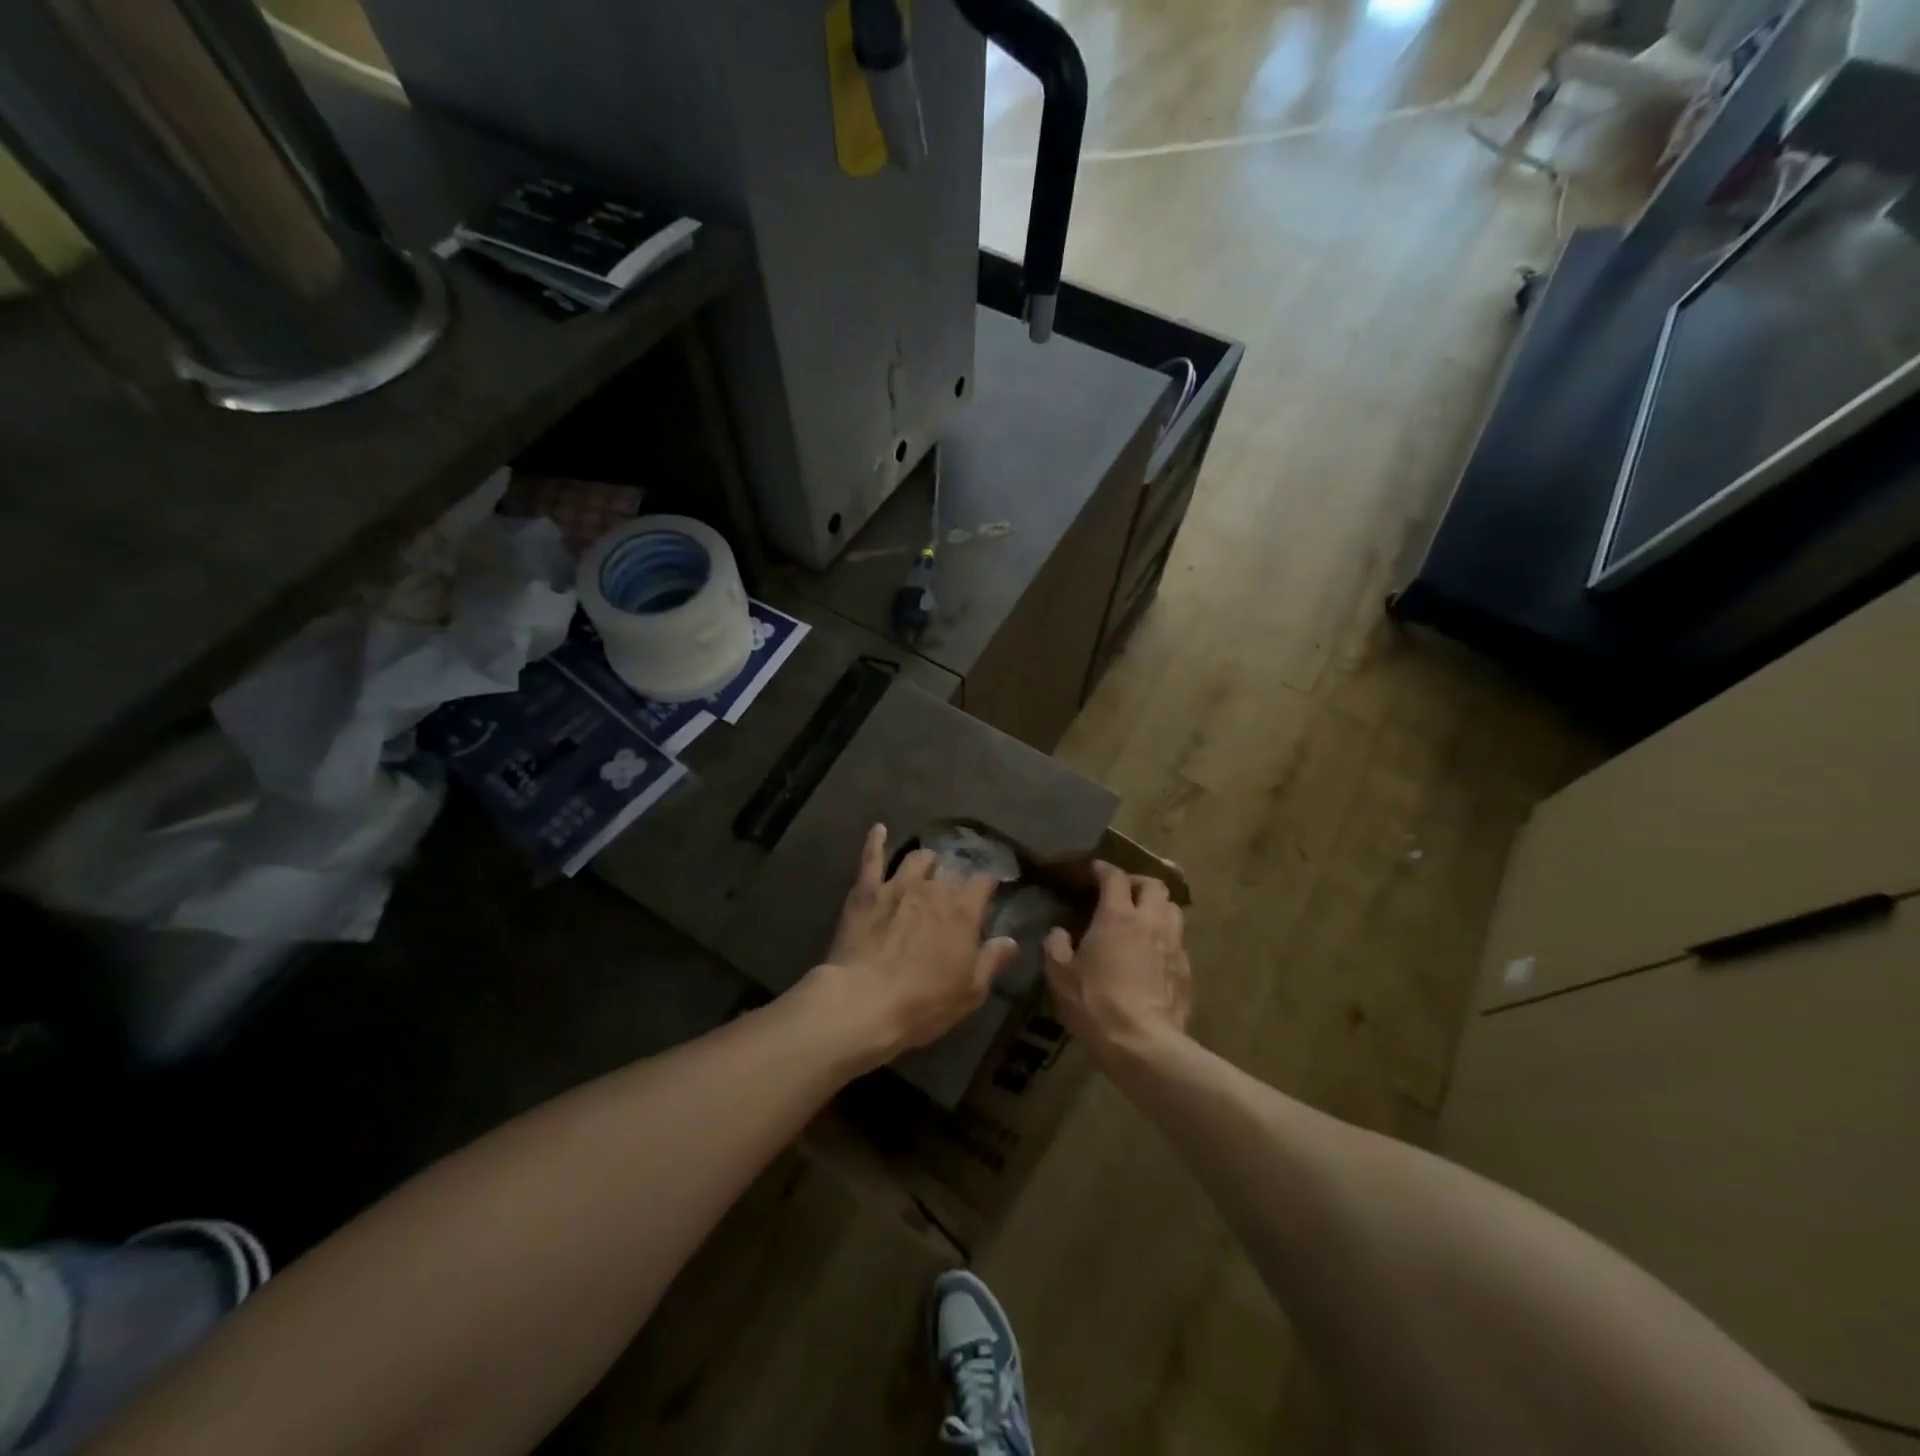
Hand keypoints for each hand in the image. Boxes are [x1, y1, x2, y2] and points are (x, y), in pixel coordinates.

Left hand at [805, 824, 1017, 1066]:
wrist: (863, 1002)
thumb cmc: (923, 1003)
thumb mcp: (970, 992)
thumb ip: (992, 961)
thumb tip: (1011, 940)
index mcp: (962, 910)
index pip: (984, 882)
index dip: (988, 885)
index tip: (989, 892)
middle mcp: (933, 887)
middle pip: (950, 871)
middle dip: (955, 878)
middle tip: (955, 890)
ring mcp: (897, 884)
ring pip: (916, 859)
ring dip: (925, 861)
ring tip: (928, 864)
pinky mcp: (866, 890)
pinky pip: (872, 858)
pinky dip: (876, 841)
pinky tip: (878, 829)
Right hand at [1044, 861, 1190, 1059]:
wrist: (1143, 1044)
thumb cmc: (1095, 1003)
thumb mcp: (1060, 976)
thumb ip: (1056, 947)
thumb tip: (1058, 933)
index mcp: (1117, 916)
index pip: (1115, 877)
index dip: (1104, 869)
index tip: (1094, 871)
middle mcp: (1150, 922)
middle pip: (1154, 885)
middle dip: (1139, 883)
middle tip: (1124, 893)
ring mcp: (1174, 945)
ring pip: (1174, 910)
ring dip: (1158, 907)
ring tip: (1144, 919)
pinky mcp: (1187, 971)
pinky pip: (1179, 942)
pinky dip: (1167, 939)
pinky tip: (1154, 955)